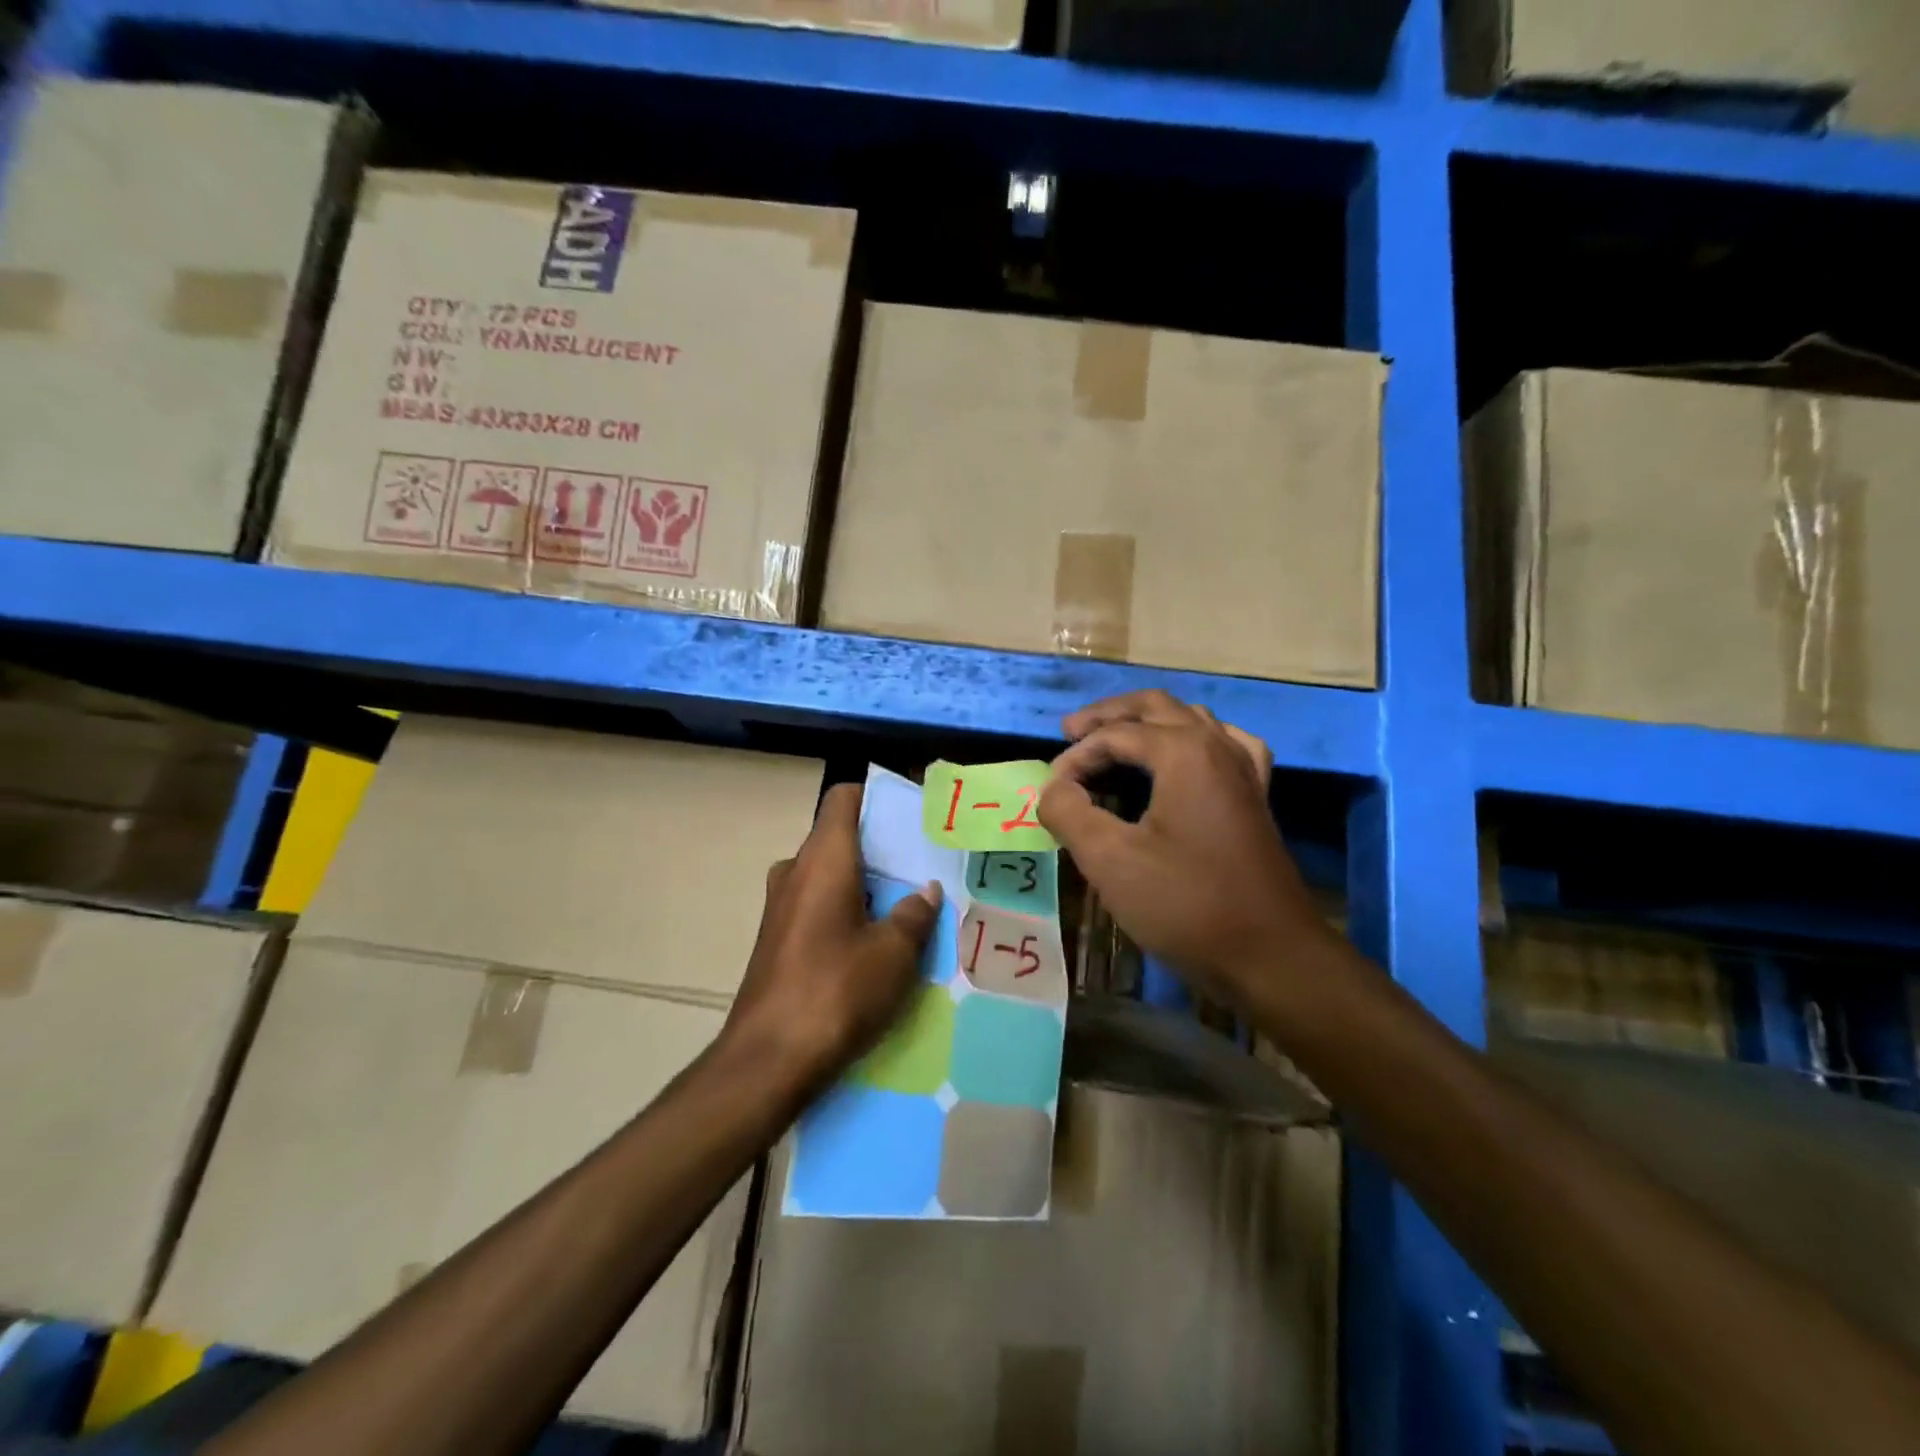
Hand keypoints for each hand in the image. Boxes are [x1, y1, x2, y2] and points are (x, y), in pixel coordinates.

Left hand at [723, 783, 941, 1087]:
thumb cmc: (836, 991)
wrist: (767, 1061)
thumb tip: (925, 892)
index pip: (843, 798)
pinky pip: (818, 905)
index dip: (877, 797)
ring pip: (830, 875)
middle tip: (923, 867)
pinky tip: (876, 943)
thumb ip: (914, 914)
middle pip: (840, 837)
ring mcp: (781, 906)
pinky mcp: (777, 939)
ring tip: (908, 907)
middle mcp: (796, 871)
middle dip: (881, 848)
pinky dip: (847, 910)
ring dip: (866, 884)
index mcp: (823, 859)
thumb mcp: (894, 954)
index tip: (912, 815)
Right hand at [1039, 691, 1328, 1006]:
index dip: (1075, 757)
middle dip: (1109, 717)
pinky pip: (1223, 746)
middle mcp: (1218, 747)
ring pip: (1191, 720)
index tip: (1050, 792)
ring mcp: (1244, 771)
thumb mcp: (1110, 859)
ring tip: (1116, 740)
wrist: (1270, 956)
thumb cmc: (1186, 903)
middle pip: (1156, 708)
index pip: (1115, 735)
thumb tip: (1053, 788)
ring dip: (1148, 724)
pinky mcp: (1255, 798)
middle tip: (1070, 733)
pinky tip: (1187, 758)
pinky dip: (1193, 741)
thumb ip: (1069, 812)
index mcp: (1184, 751)